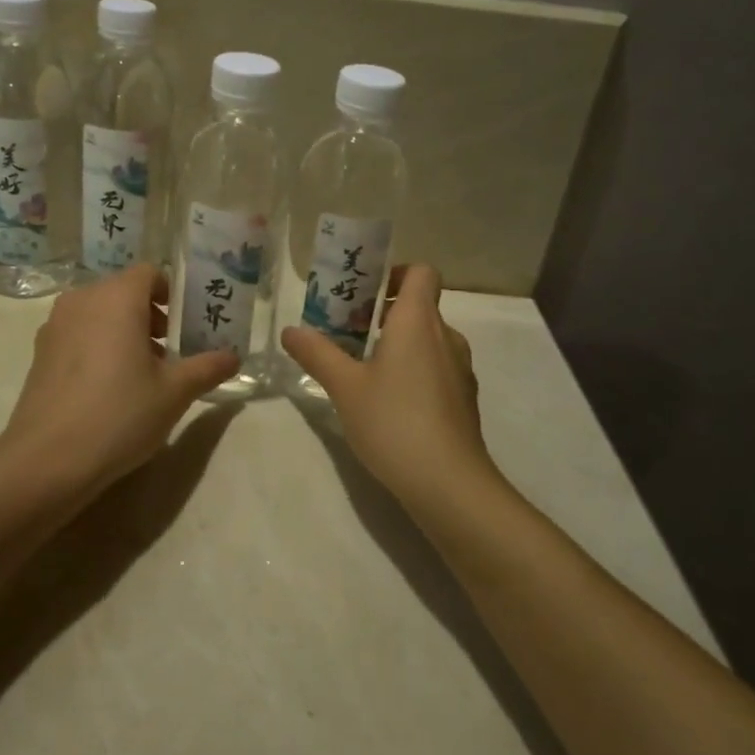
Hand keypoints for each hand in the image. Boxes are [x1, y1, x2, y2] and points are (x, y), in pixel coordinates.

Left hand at [2, 264, 237, 492]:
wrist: (47, 459)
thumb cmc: (120, 414)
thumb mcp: (174, 393)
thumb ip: (207, 368)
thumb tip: (233, 357)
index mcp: (117, 298)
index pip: (149, 273)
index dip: (171, 293)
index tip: (185, 325)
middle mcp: (83, 300)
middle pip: (123, 291)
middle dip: (150, 314)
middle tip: (171, 351)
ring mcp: (55, 325)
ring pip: (99, 313)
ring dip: (123, 330)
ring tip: (142, 372)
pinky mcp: (40, 353)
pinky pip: (78, 333)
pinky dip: (98, 345)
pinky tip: (108, 387)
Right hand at [281, 264, 503, 511]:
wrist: (449, 483)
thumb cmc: (393, 422)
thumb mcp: (344, 387)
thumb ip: (317, 354)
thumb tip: (290, 331)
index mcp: (418, 321)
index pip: (422, 272)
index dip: (396, 273)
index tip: (366, 293)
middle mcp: (446, 336)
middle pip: (421, 306)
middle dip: (385, 313)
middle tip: (349, 333)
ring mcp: (461, 369)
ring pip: (430, 340)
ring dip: (400, 344)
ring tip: (364, 370)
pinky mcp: (464, 399)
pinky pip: (438, 368)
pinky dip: (415, 371)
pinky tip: (390, 404)